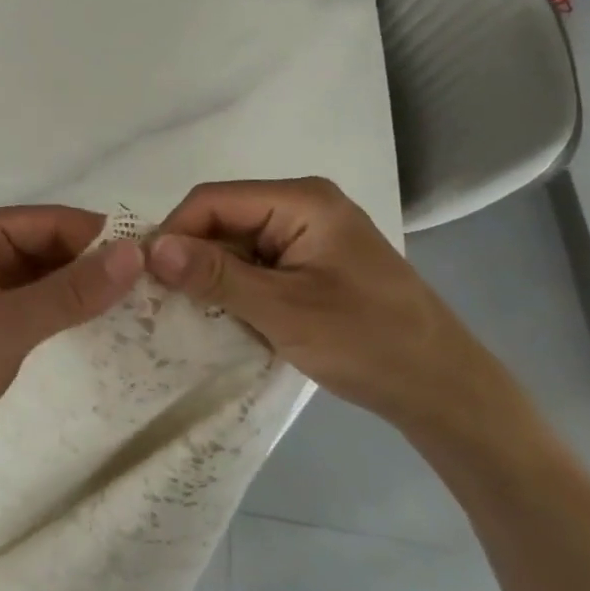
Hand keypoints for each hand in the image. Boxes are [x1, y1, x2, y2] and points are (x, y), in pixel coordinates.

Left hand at [0, 206, 142, 482]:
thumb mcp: (8, 324)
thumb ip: (71, 290)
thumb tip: (135, 253)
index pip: (52, 221)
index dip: (102, 237)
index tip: (157, 257)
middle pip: (53, 245)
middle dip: (98, 263)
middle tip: (158, 285)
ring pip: (52, 276)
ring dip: (89, 289)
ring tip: (147, 304)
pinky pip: (44, 304)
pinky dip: (73, 312)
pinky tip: (112, 325)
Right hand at [146, 177, 519, 437]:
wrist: (444, 390)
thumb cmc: (368, 343)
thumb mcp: (284, 311)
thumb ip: (217, 276)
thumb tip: (152, 249)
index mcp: (302, 200)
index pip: (214, 200)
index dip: (175, 232)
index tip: (145, 276)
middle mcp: (302, 205)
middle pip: (224, 218)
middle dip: (191, 256)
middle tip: (160, 300)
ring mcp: (308, 234)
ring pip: (236, 243)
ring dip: (211, 275)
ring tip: (183, 312)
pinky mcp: (311, 262)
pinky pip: (256, 263)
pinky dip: (234, 287)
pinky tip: (220, 315)